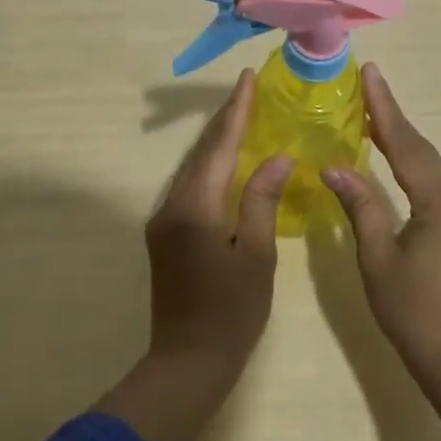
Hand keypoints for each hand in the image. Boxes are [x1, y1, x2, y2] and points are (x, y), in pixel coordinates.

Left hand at [143, 69, 293, 377]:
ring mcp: (163, 221)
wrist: (187, 362)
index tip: (248, 79)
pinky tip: (229, 163)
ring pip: (193, 169)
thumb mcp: (256, 254)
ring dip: (218, 142)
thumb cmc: (231, 312)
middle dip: (226, 120)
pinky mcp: (165, 236)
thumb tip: (276, 158)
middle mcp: (171, 205)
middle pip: (202, 152)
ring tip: (243, 117)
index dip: (236, 111)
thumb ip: (261, 200)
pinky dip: (212, 168)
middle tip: (249, 91)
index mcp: (195, 207)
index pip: (219, 146)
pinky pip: (191, 188)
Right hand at [322, 64, 440, 377]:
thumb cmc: (413, 310)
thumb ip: (360, 206)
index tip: (371, 73)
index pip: (406, 144)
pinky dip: (415, 168)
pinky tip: (398, 165)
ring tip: (375, 118)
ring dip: (404, 143)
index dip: (384, 108)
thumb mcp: (378, 257)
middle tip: (369, 87)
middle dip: (394, 118)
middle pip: (423, 150)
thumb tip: (336, 166)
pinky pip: (438, 186)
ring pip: (432, 168)